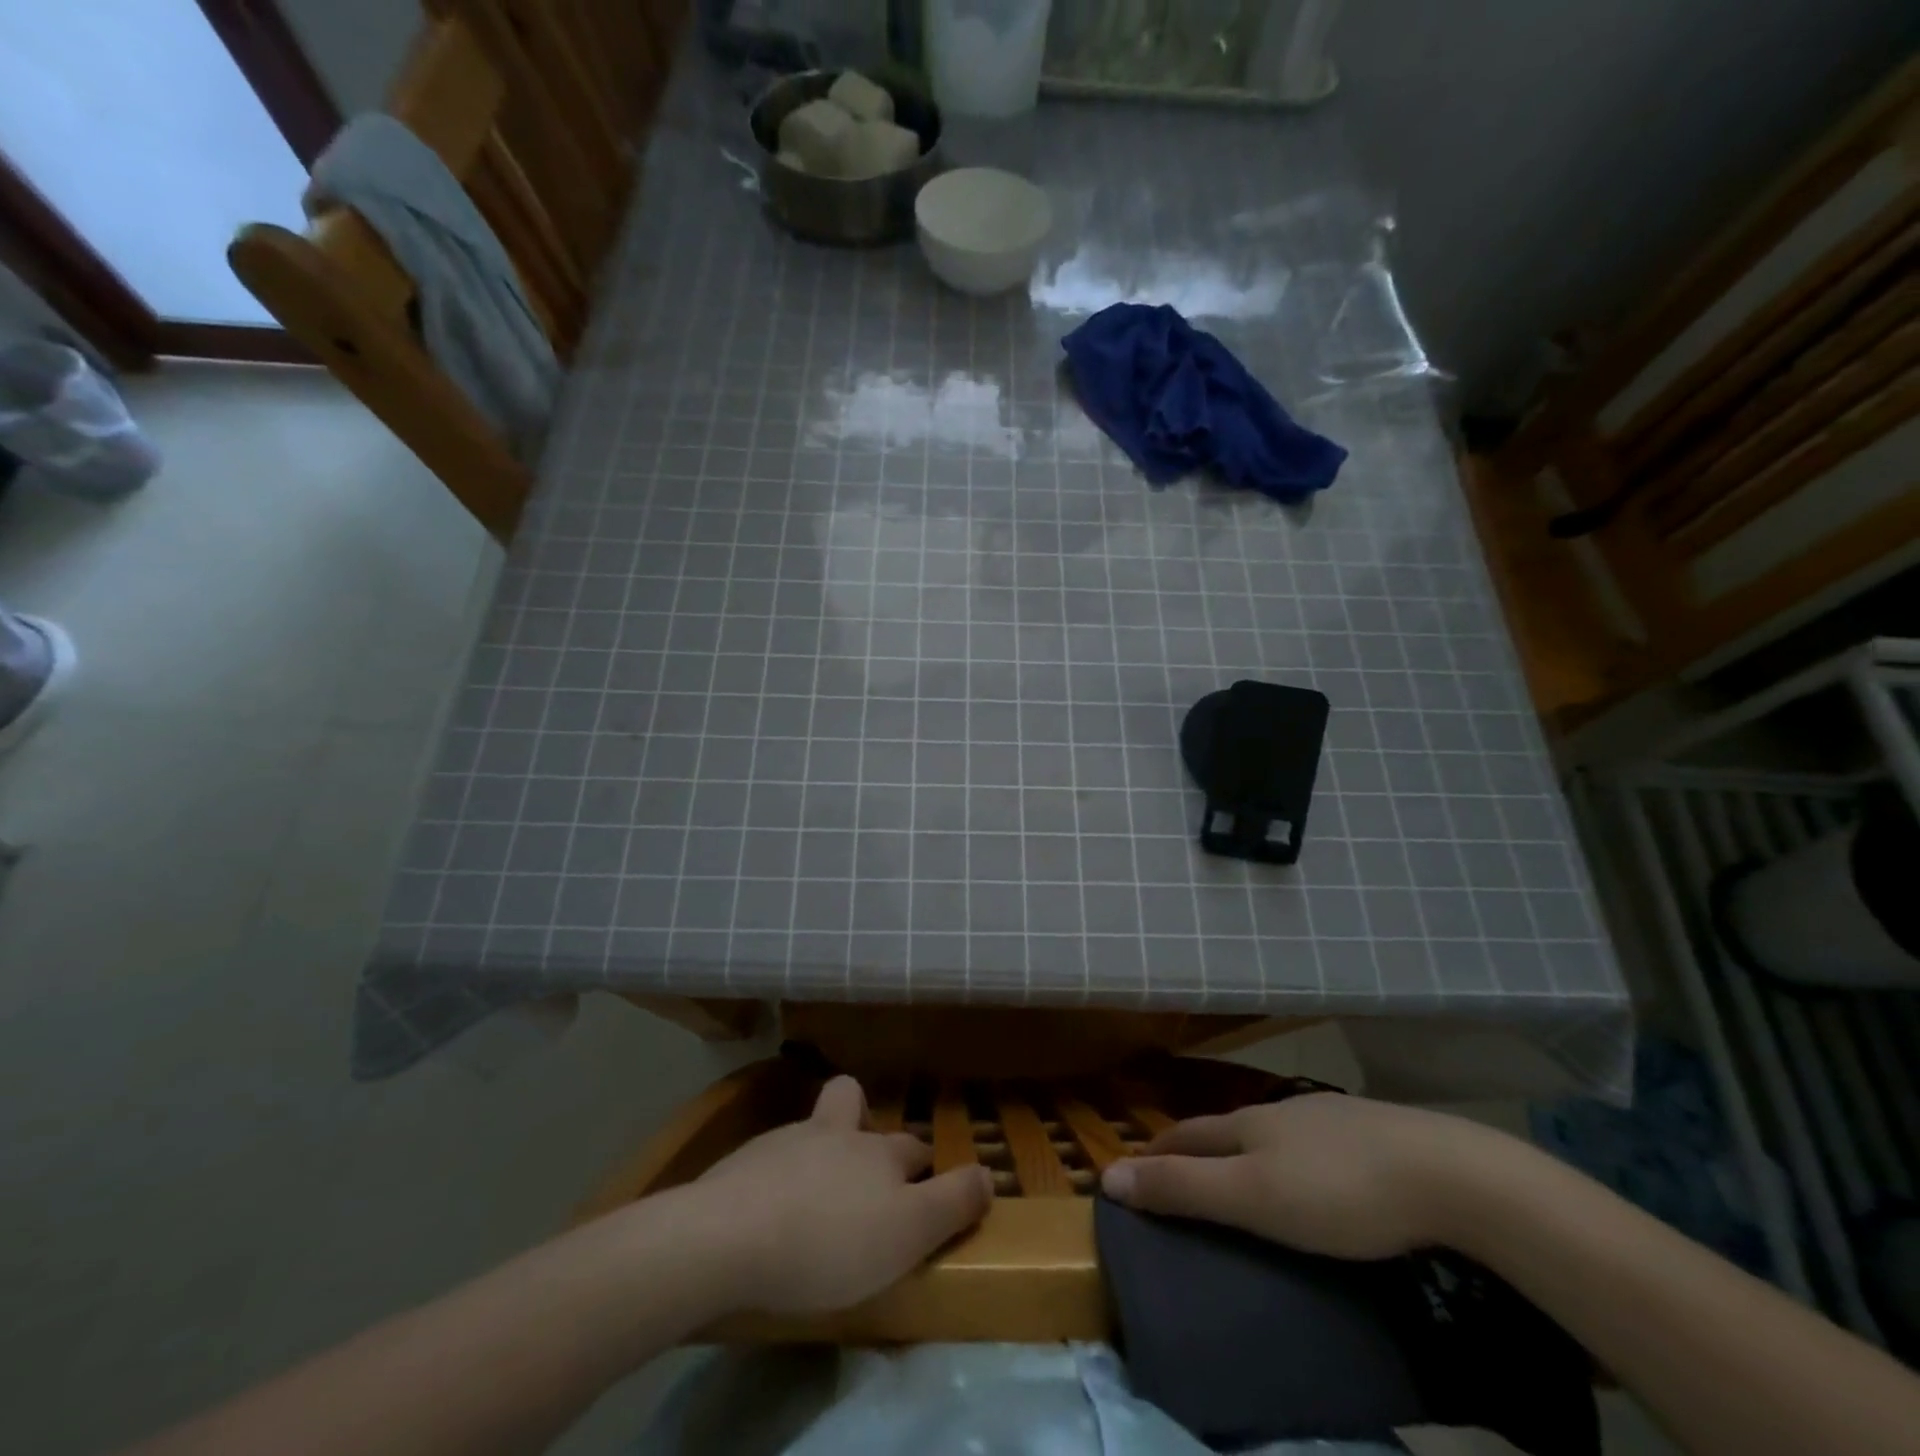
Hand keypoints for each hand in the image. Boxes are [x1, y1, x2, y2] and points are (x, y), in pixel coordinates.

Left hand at [692, 1075, 992, 1313]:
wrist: (727, 1237)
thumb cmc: (829, 1242)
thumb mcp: (908, 1233)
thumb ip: (952, 1204)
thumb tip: (988, 1174)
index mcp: (878, 1151)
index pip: (914, 1149)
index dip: (924, 1169)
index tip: (924, 1192)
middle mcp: (835, 1133)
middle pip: (854, 1106)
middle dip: (864, 1126)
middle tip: (863, 1176)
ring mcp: (784, 1142)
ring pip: (812, 1130)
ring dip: (818, 1152)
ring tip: (813, 1199)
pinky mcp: (740, 1165)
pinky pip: (769, 1161)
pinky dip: (778, 1178)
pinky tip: (769, 1213)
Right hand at [1100, 1093, 1512, 1259]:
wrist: (1448, 1173)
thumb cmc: (1338, 1191)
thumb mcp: (1252, 1198)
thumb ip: (1183, 1188)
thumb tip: (1109, 1174)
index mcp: (1248, 1125)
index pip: (1186, 1134)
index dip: (1156, 1151)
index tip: (1132, 1168)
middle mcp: (1280, 1112)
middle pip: (1224, 1128)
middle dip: (1194, 1146)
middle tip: (1176, 1172)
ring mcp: (1327, 1118)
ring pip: (1269, 1132)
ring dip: (1243, 1149)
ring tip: (1238, 1174)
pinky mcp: (1370, 1133)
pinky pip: (1311, 1143)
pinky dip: (1290, 1156)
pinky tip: (1310, 1173)